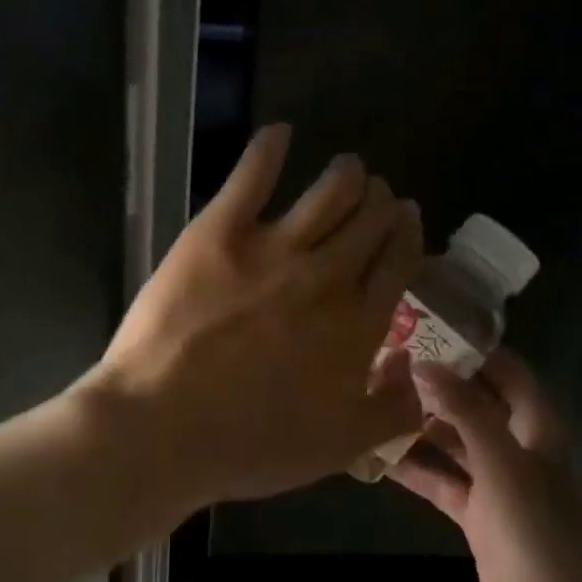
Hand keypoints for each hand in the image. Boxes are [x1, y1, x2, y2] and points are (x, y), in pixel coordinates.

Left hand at [89, 124, 424, 505]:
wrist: (163, 427)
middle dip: (382, 202)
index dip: (407, 236)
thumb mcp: (339, 448)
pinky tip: (279, 132)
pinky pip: (252, 176)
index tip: (408, 221)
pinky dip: (269, 148)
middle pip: (369, 221)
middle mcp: (325, 275)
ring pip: (328, 193)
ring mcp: (272, 247)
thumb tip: (418, 372)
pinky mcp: (219, 231)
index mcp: (357, 324)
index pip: (397, 263)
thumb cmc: (249, 444)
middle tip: (379, 195)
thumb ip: (392, 411)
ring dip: (347, 174)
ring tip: (350, 167)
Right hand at [389, 351, 581, 581]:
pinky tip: (379, 456)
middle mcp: (520, 451)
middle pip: (478, 405)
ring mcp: (498, 488)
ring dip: (422, 425)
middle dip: (439, 384)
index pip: (510, 373)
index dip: (476, 349)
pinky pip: (443, 482)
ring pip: (456, 443)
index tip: (429, 326)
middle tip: (387, 361)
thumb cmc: (540, 544)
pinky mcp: (479, 520)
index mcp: (539, 432)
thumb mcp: (505, 470)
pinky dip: (416, 468)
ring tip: (374, 400)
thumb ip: (467, 414)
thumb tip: (425, 363)